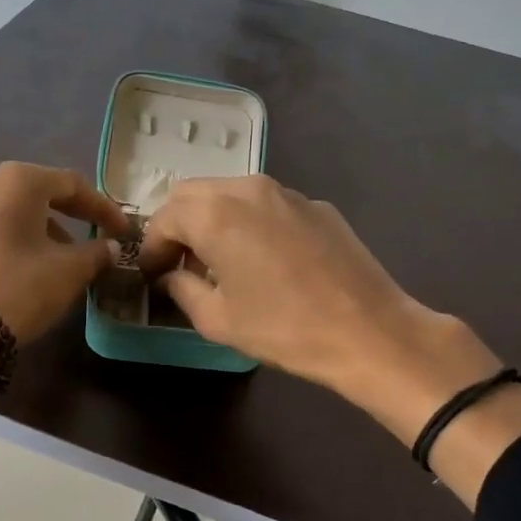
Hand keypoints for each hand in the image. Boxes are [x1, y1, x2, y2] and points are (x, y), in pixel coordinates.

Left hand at [0, 162, 129, 341]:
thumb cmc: (20, 289)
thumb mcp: (70, 271)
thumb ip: (96, 253)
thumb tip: (109, 247)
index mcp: (17, 181)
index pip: (72, 185)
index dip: (103, 208)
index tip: (123, 230)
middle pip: (38, 195)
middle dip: (70, 217)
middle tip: (94, 239)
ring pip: (10, 215)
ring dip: (39, 232)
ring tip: (58, 261)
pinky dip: (11, 245)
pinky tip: (21, 272)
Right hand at [141, 175, 512, 443]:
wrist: (370, 332)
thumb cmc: (284, 329)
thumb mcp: (218, 319)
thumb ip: (182, 289)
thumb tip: (171, 277)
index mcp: (215, 214)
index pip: (164, 218)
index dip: (151, 247)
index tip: (151, 274)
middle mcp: (248, 189)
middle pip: (193, 194)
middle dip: (177, 226)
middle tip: (180, 263)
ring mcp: (287, 192)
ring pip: (230, 193)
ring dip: (212, 219)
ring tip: (218, 260)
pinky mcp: (316, 205)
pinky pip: (266, 204)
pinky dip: (248, 222)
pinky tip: (263, 259)